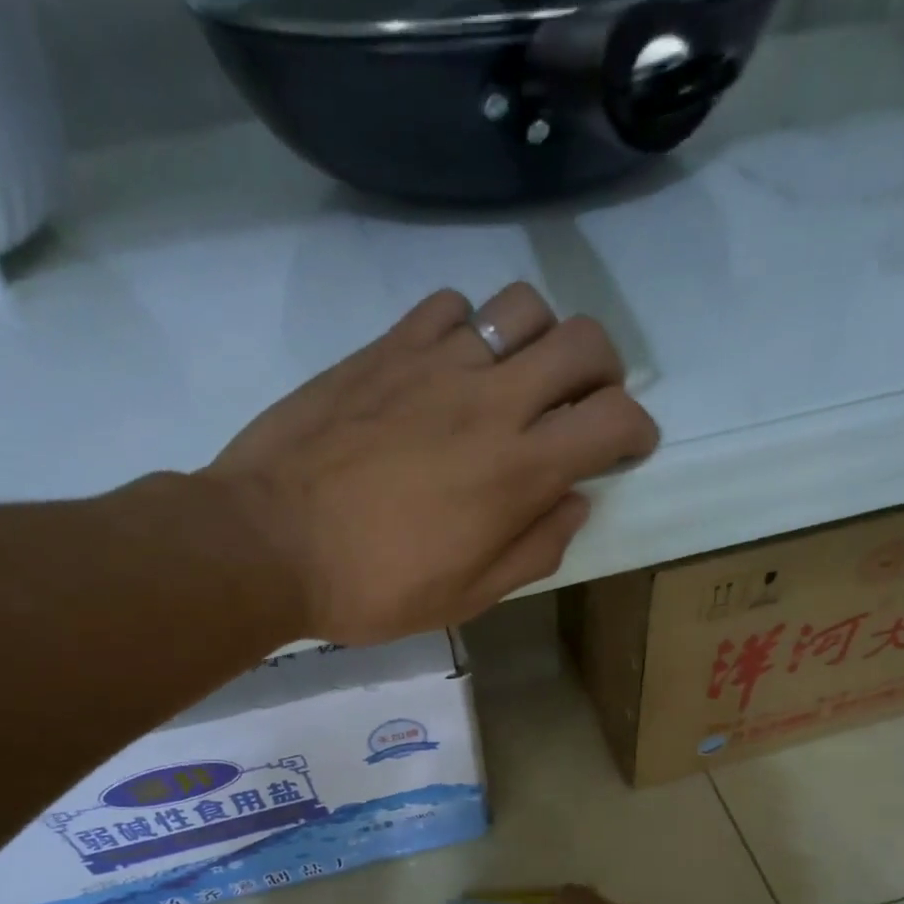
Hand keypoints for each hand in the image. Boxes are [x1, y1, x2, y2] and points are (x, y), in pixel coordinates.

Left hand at [207, 283, 657, 645]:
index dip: (637, 430)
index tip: (627, 447)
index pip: (614, 420)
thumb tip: (574, 502)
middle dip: (605, 369)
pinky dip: (467, 329)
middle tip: (586, 402)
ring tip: (517, 377)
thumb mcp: (468, 597)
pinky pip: (449, 306)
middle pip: (584, 341)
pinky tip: (450, 365)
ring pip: (521, 307)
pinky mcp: (385, 349)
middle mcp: (489, 402)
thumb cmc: (373, 586)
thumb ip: (534, 548)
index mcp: (517, 471)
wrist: (267, 544)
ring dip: (539, 338)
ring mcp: (434, 365)